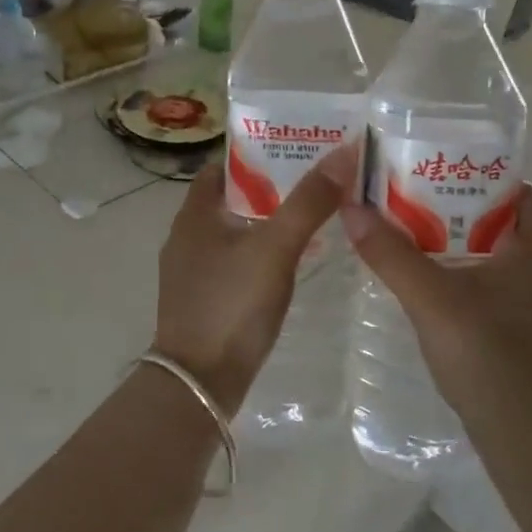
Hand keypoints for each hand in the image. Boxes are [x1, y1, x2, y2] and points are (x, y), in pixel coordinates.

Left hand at [152, 147, 355, 413]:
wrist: (199, 383)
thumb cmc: (232, 306)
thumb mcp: (275, 248)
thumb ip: (308, 202)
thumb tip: (344, 152)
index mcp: (195, 214)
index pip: (224, 166)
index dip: (258, 153)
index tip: (298, 148)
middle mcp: (188, 236)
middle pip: (233, 197)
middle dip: (272, 186)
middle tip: (318, 179)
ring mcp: (194, 270)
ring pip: (237, 231)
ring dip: (270, 220)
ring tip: (315, 214)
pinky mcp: (206, 298)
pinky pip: (237, 260)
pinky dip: (263, 252)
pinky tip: (295, 261)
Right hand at [340, 186, 531, 416]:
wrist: (524, 434)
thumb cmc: (484, 352)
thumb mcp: (428, 297)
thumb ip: (390, 253)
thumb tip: (352, 208)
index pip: (528, 194)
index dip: (491, 181)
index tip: (449, 181)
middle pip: (517, 228)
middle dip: (473, 217)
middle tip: (427, 213)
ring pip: (513, 265)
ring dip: (478, 255)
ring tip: (431, 252)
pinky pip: (513, 296)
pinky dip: (484, 288)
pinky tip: (451, 300)